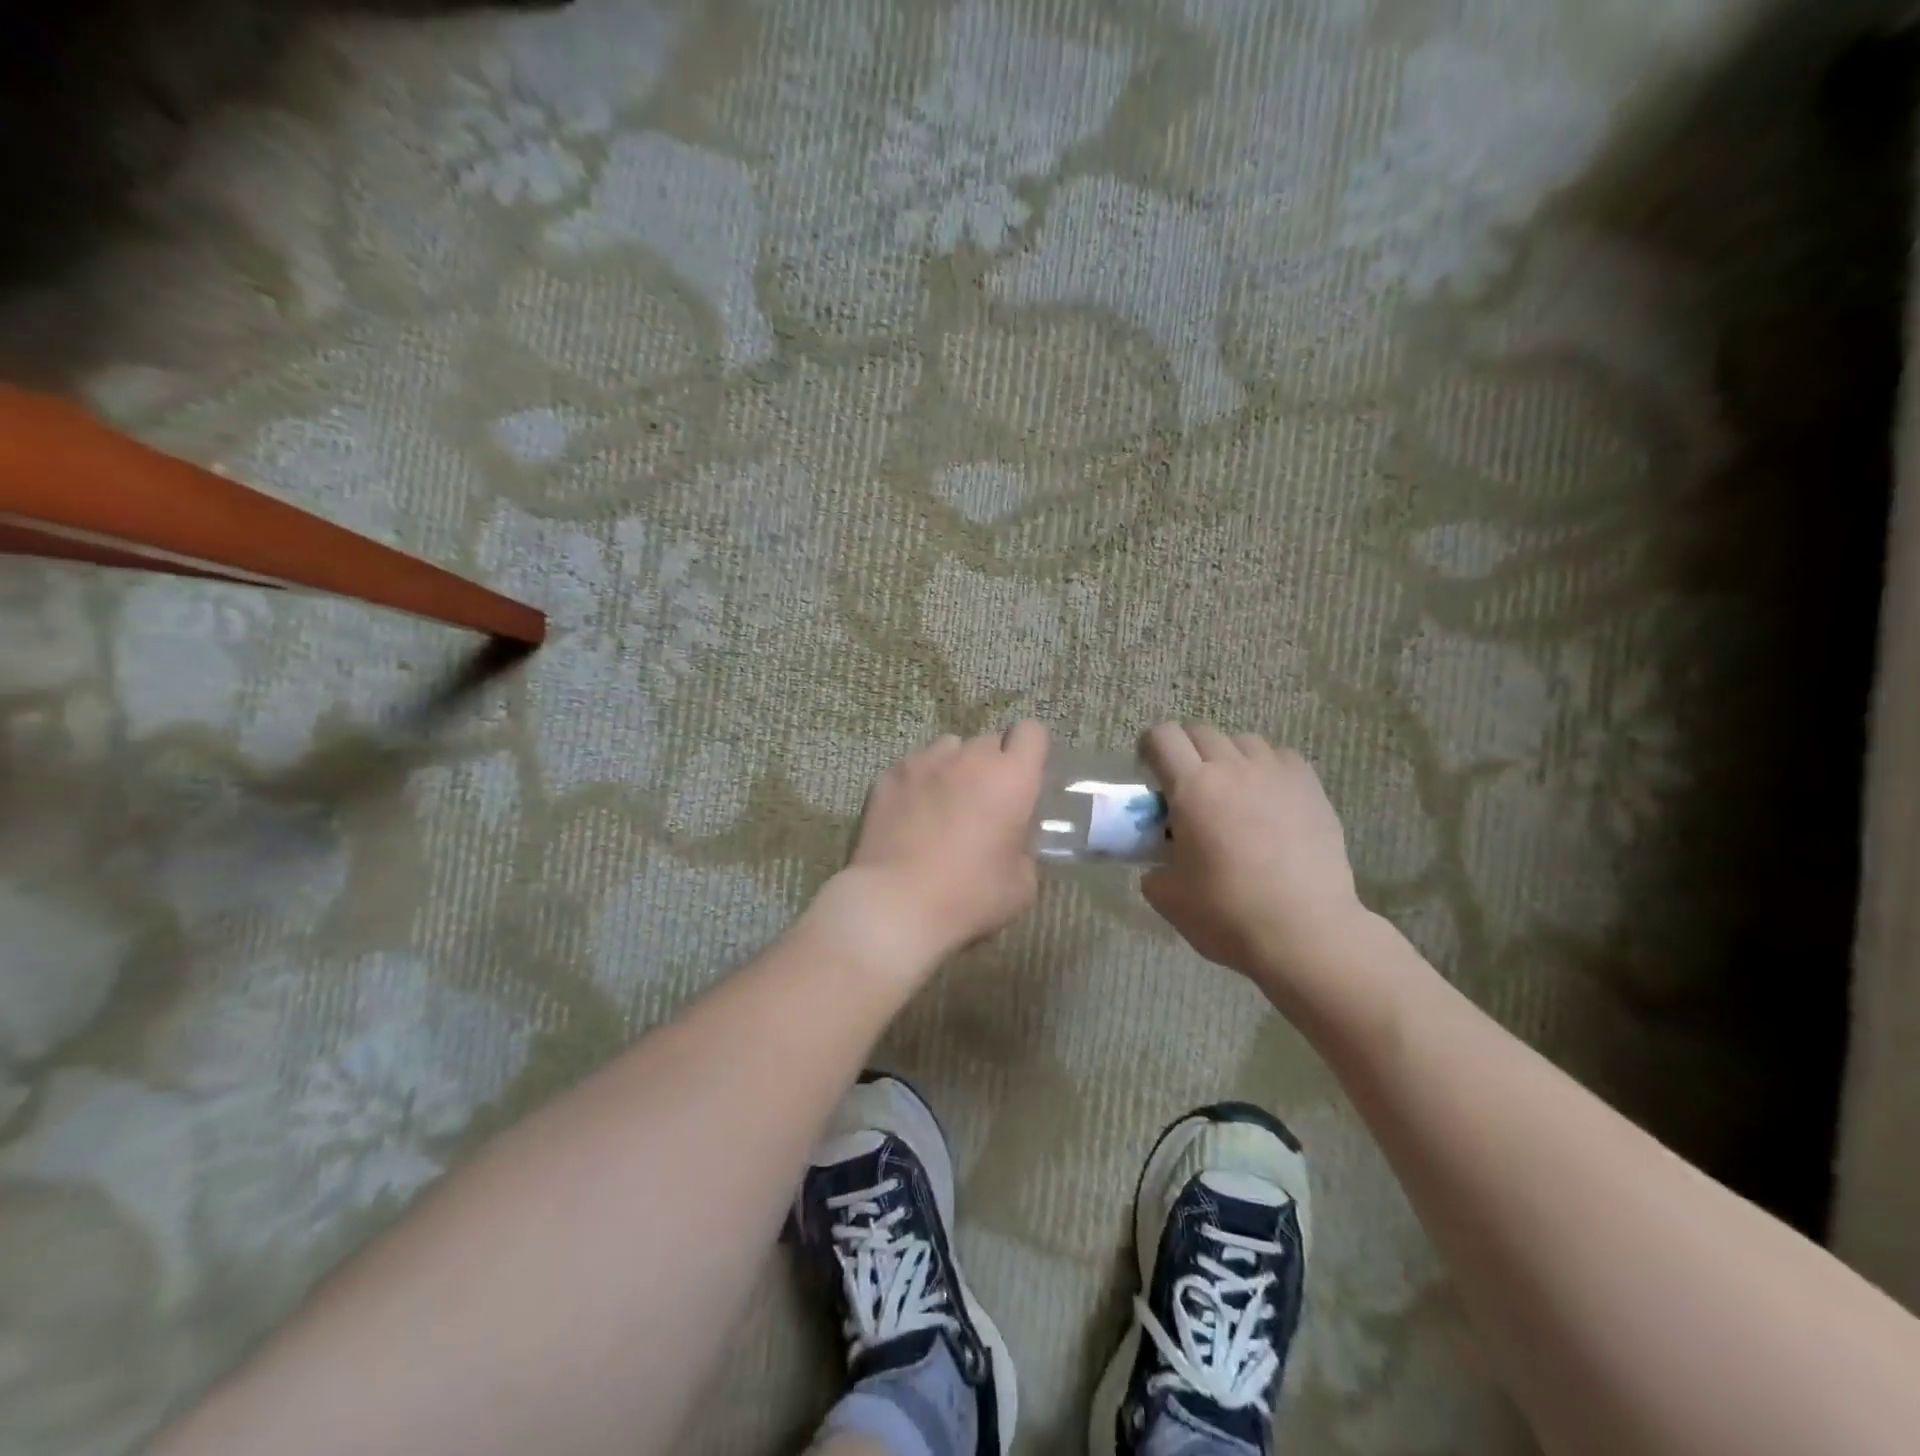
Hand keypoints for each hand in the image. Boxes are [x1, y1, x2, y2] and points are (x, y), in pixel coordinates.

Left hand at [835, 722, 1048, 964]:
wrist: (896, 904)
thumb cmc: (970, 896)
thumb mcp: (1022, 884)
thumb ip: (1025, 848)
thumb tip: (1015, 839)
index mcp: (1011, 778)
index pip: (1031, 732)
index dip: (1030, 752)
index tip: (1024, 779)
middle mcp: (970, 758)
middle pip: (989, 742)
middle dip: (992, 765)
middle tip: (985, 802)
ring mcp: (925, 762)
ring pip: (949, 748)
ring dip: (954, 768)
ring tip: (945, 802)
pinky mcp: (889, 775)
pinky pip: (914, 766)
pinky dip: (919, 782)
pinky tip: (911, 814)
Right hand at [1140, 723, 1363, 986]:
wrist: (1305, 933)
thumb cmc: (1227, 914)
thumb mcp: (1167, 896)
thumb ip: (1154, 866)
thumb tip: (1160, 860)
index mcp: (1191, 787)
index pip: (1162, 737)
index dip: (1149, 748)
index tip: (1149, 774)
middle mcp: (1232, 768)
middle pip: (1200, 731)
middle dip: (1185, 751)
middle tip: (1186, 787)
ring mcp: (1276, 774)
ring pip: (1243, 741)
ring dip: (1227, 758)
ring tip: (1231, 792)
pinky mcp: (1310, 788)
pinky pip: (1281, 757)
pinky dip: (1267, 769)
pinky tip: (1268, 798)